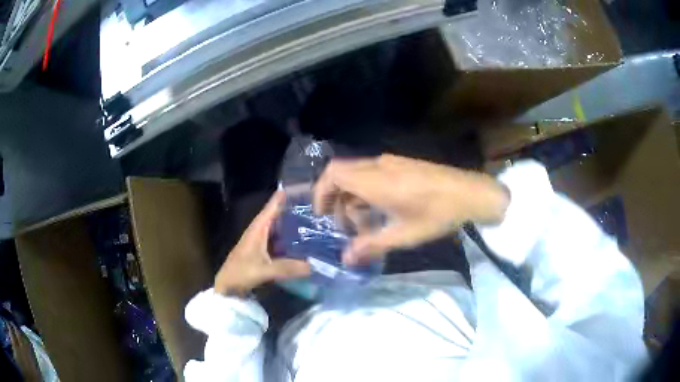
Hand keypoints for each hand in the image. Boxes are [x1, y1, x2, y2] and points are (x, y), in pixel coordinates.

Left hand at [214, 191, 310, 295]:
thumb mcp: (264, 270)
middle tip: (311, 206)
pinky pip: (276, 241)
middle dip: (290, 210)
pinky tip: (298, 243)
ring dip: (289, 225)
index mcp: (257, 230)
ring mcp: (258, 242)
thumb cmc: (241, 273)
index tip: (296, 188)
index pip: (270, 209)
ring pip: (276, 229)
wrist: (227, 286)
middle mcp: (258, 232)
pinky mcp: (260, 253)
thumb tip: (311, 266)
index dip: (281, 198)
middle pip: (275, 217)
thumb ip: (286, 268)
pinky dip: (287, 239)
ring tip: (309, 222)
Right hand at [313, 154, 508, 264]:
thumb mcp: (403, 235)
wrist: (471, 193)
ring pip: (358, 175)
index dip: (322, 193)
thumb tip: (346, 260)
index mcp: (375, 180)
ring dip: (354, 198)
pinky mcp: (402, 164)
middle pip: (342, 174)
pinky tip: (383, 211)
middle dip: (338, 200)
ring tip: (367, 224)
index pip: (333, 174)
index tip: (323, 216)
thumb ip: (371, 246)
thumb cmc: (437, 214)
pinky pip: (374, 174)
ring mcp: (392, 162)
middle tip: (347, 227)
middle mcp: (378, 165)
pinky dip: (368, 192)